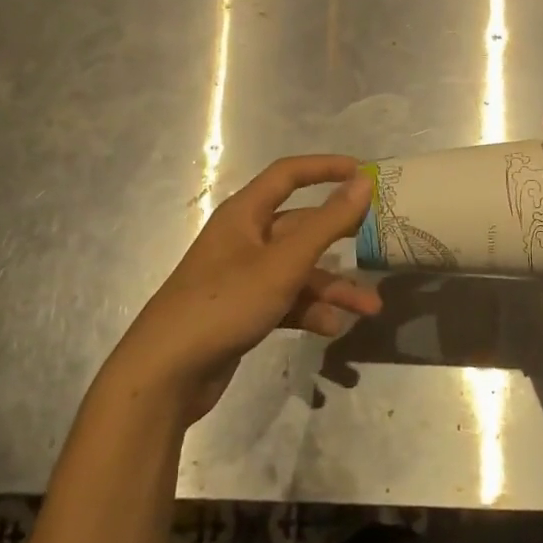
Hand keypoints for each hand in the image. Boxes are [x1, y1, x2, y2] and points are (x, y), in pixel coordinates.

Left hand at [111, 156, 381, 424]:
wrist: (165, 374)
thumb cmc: (225, 302)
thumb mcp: (284, 263)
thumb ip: (328, 223)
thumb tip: (363, 181)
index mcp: (246, 214)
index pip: (289, 174)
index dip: (325, 167)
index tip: (363, 172)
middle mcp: (245, 238)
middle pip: (300, 227)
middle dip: (340, 240)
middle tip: (376, 242)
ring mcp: (243, 276)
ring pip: (298, 270)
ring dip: (332, 287)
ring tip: (369, 308)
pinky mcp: (243, 310)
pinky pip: (286, 300)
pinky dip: (310, 311)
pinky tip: (332, 328)